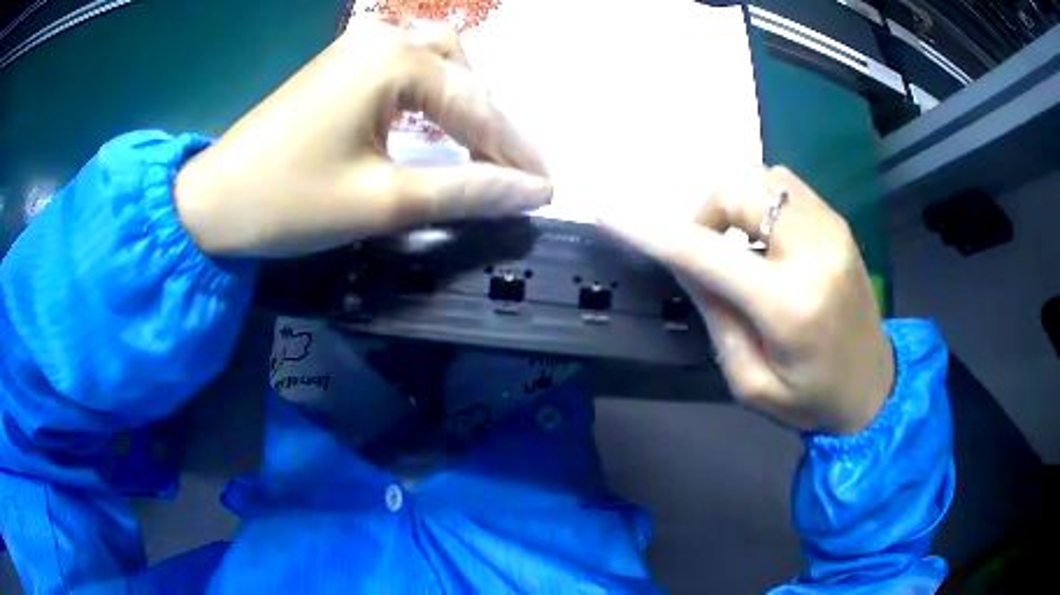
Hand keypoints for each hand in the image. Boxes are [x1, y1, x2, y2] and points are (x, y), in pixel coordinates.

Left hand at [174, 19, 551, 257]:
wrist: (211, 203)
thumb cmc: (287, 202)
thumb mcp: (382, 202)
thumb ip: (465, 191)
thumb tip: (532, 193)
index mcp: (393, 61)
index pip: (476, 107)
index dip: (514, 154)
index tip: (547, 191)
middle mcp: (382, 38)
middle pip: (463, 74)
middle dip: (494, 125)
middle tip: (516, 173)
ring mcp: (358, 46)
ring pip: (439, 65)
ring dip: (466, 104)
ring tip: (484, 149)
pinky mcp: (341, 65)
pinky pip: (406, 72)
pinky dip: (433, 99)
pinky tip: (439, 125)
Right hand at [602, 167, 893, 434]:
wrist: (874, 387)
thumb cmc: (811, 399)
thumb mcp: (750, 382)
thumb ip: (715, 316)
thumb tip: (685, 261)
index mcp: (789, 306)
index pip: (706, 253)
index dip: (651, 231)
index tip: (609, 214)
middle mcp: (814, 253)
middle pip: (738, 189)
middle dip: (705, 212)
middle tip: (707, 251)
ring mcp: (832, 230)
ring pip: (762, 178)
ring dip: (734, 203)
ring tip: (738, 244)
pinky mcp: (839, 223)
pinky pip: (785, 186)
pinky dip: (761, 200)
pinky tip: (765, 237)